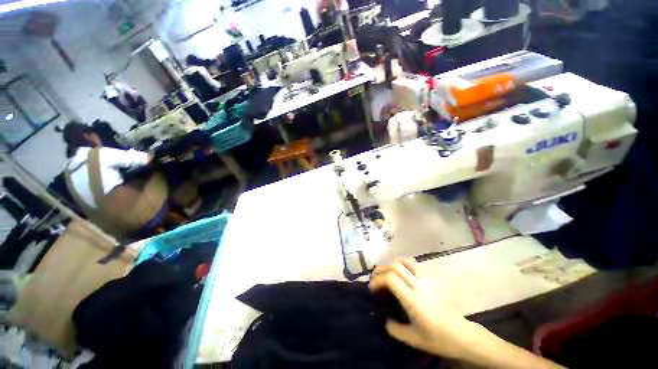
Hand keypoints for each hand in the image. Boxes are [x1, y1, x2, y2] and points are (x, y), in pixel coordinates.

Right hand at [369, 258, 488, 358]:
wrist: (462, 334)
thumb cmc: (438, 338)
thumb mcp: (414, 339)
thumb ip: (395, 329)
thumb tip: (385, 320)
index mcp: (413, 300)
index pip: (391, 279)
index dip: (378, 280)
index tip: (372, 289)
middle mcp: (418, 286)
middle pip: (395, 266)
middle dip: (380, 270)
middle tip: (374, 279)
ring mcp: (425, 280)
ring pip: (405, 261)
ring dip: (392, 264)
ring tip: (386, 272)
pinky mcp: (430, 280)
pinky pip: (413, 265)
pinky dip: (402, 264)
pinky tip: (400, 272)